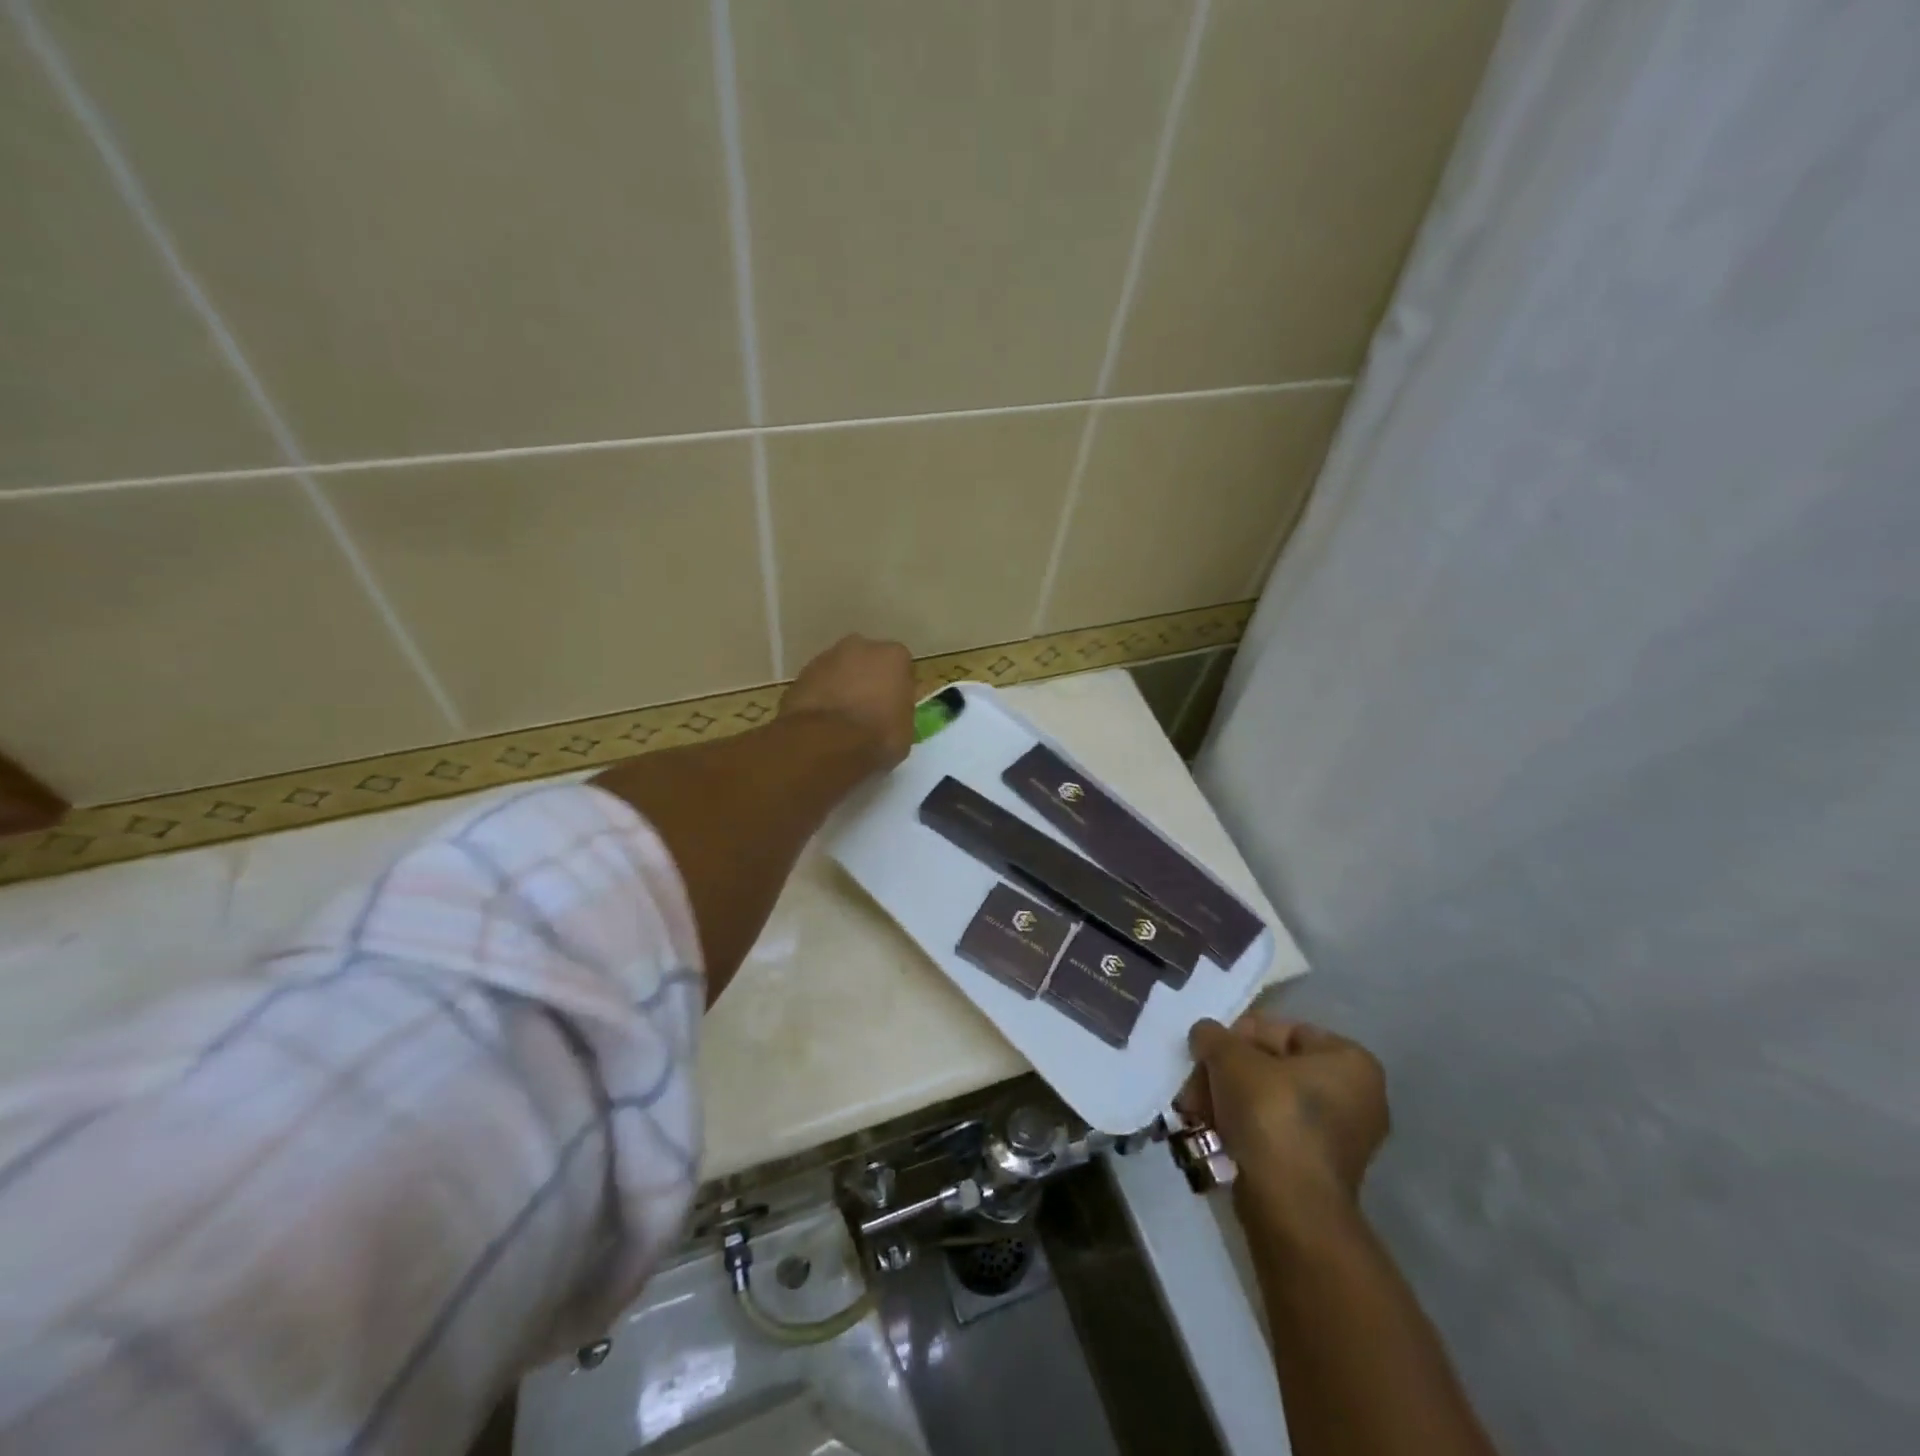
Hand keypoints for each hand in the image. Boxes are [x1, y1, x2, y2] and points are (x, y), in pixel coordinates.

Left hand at [779, 634, 915, 772]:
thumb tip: (895, 708)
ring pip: (840, 669)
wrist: (825, 742)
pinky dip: (821, 697)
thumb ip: (902, 710)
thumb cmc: (877, 736)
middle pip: (868, 661)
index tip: (894, 706)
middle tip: (868, 708)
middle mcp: (860, 647)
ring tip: (842, 717)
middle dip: (868, 679)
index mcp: (893, 656)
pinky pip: (818, 684)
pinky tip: (822, 721)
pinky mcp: (801, 674)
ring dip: (842, 686)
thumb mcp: (906, 730)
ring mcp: (826, 657)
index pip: (901, 666)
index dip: (898, 687)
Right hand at [1181, 1014, 1388, 1231]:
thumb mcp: (1230, 1057)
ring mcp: (1341, 1139)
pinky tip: (1210, 1130)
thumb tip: (1205, 1035)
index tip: (1208, 1049)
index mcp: (1350, 1061)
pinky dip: (1243, 1127)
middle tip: (1195, 1082)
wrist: (1288, 1204)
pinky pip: (1275, 1132)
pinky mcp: (1319, 1171)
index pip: (1284, 1030)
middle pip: (1273, 1068)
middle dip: (1227, 1072)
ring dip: (1228, 1099)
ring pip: (1270, 1101)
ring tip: (1195, 1108)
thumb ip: (1213, 1036)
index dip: (1239, 1035)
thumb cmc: (1270, 1113)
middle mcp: (1357, 1098)